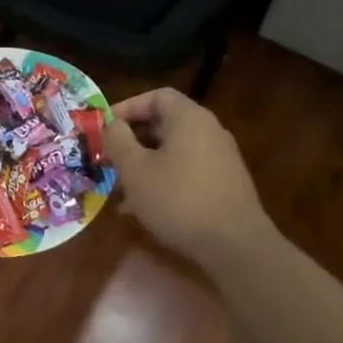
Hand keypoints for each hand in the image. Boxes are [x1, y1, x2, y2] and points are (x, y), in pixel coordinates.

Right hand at [108, 87, 273, 262]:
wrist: (236, 246)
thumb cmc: (178, 199)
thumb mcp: (135, 169)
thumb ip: (118, 140)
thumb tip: (112, 125)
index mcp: (189, 118)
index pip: (156, 96)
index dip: (127, 107)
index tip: (106, 129)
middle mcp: (209, 130)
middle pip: (164, 124)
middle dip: (133, 141)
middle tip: (110, 160)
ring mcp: (221, 158)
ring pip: (174, 152)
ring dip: (146, 165)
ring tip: (121, 190)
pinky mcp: (225, 184)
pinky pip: (187, 172)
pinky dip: (164, 181)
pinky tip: (145, 209)